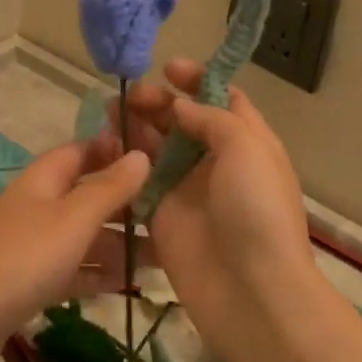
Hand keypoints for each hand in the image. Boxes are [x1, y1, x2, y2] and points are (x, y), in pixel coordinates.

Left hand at [0, 142, 150, 317]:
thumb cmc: (24, 257)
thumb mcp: (74, 218)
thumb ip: (110, 188)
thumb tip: (142, 154)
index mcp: (46, 177)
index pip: (85, 150)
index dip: (117, 150)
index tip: (159, 158)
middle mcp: (41, 204)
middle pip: (89, 194)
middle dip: (127, 203)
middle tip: (173, 213)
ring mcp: (35, 243)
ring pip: (85, 235)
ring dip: (119, 242)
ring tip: (165, 255)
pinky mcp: (32, 281)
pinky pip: (74, 268)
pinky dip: (99, 273)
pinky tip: (129, 284)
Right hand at [96, 63, 361, 361]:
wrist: (252, 293)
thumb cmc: (257, 210)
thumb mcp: (247, 148)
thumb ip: (211, 118)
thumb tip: (179, 104)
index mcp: (247, 141)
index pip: (222, 98)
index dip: (197, 79)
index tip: (168, 68)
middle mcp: (217, 161)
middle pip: (183, 119)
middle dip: (158, 101)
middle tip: (130, 96)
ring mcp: (188, 189)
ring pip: (157, 147)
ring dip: (135, 126)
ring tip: (110, 111)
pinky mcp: (162, 216)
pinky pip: (139, 181)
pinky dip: (123, 162)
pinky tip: (104, 147)